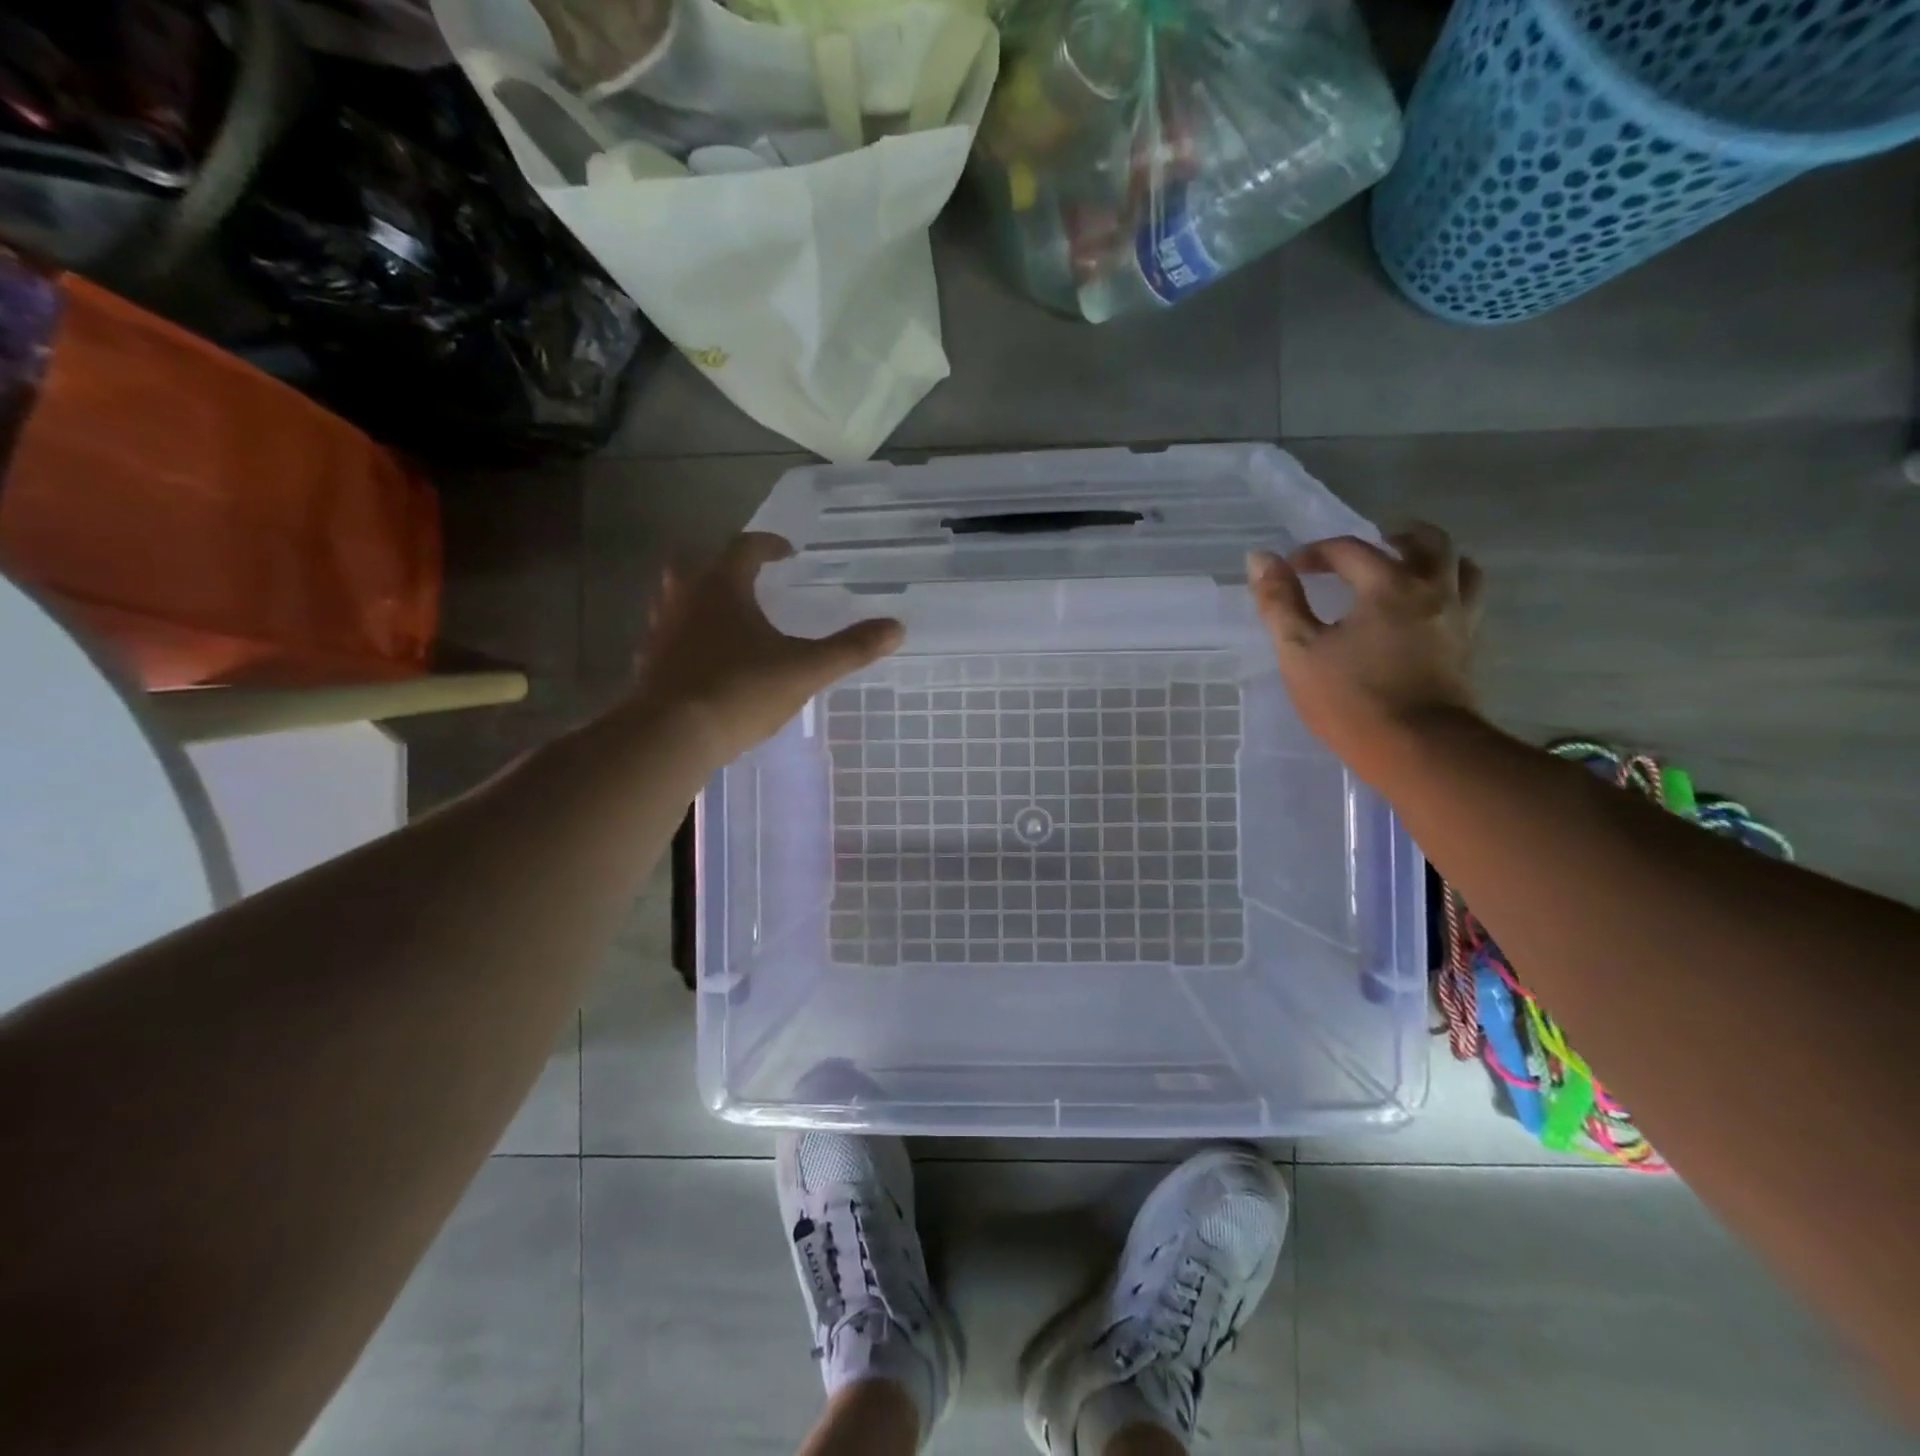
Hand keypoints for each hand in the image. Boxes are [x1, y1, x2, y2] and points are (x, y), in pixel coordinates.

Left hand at [638, 533, 902, 762]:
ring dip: (699, 600)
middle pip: (696, 563)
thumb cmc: (740, 690)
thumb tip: (896, 628)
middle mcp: (683, 598)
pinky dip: (685, 638)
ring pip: (674, 599)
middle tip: (748, 580)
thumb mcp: (805, 669)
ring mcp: (660, 631)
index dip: (769, 545)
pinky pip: (666, 637)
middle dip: (722, 566)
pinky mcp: (647, 664)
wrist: (671, 736)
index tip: (788, 553)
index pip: (745, 548)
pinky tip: (704, 661)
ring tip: (727, 619)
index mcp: (721, 587)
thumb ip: (850, 648)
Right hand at [1247, 523, 1483, 776]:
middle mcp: (1431, 590)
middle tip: (1367, 549)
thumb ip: (1279, 602)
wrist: (1419, 750)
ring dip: (1431, 558)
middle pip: (1425, 540)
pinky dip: (1447, 590)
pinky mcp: (1469, 647)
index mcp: (1387, 585)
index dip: (1315, 553)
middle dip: (1392, 537)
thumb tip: (1260, 558)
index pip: (1349, 549)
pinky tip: (1424, 611)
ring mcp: (1458, 618)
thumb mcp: (1299, 651)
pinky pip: (1468, 599)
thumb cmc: (1350, 699)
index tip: (1291, 570)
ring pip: (1460, 566)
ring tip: (1406, 570)